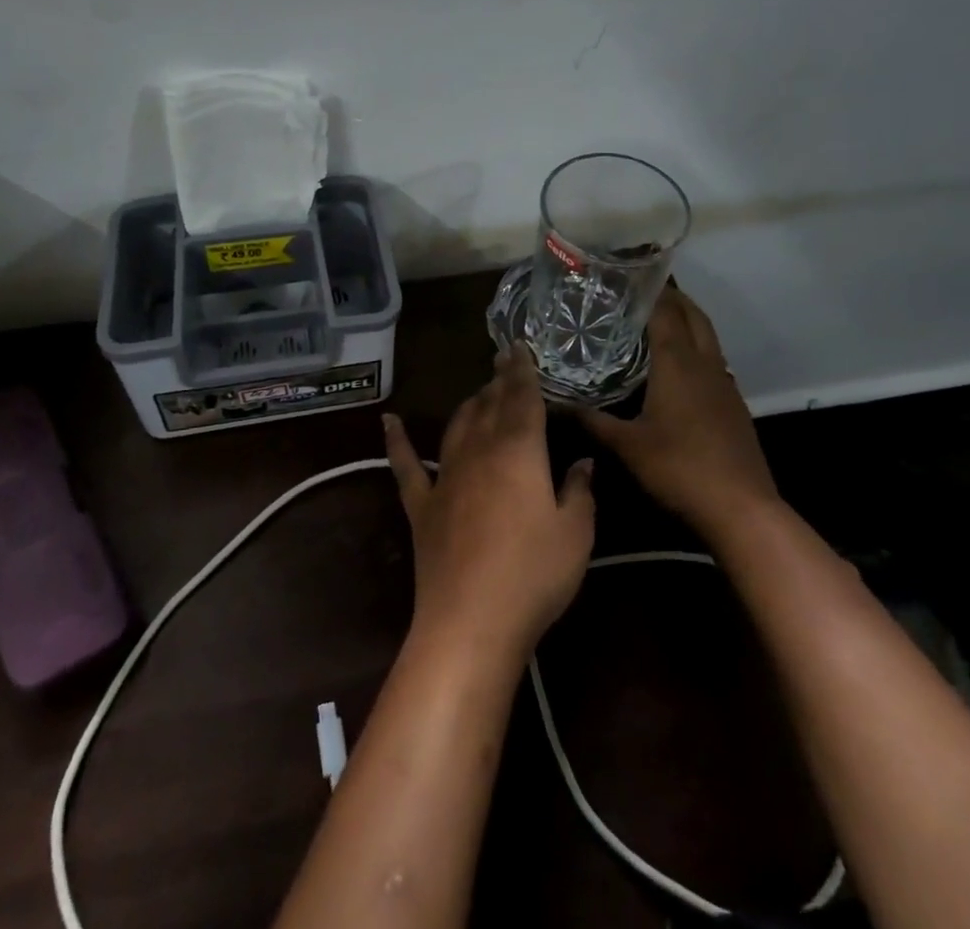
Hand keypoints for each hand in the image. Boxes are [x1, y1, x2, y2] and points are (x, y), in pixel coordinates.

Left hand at [384, 347, 595, 665]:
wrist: (470, 621)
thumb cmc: (533, 575)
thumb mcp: (575, 534)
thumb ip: (579, 491)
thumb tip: (581, 462)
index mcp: (519, 451)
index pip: (523, 398)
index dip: (522, 371)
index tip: (518, 348)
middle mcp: (479, 451)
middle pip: (489, 406)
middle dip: (498, 383)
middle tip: (503, 364)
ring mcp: (445, 477)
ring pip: (456, 426)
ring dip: (468, 405)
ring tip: (478, 393)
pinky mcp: (421, 505)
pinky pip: (406, 465)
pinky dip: (397, 440)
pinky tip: (389, 421)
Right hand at [579, 287, 777, 544]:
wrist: (742, 509)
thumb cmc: (679, 468)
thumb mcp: (626, 446)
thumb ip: (590, 421)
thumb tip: (552, 403)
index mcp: (678, 363)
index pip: (666, 312)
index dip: (649, 290)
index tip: (628, 276)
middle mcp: (705, 364)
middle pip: (693, 316)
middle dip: (673, 297)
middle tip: (643, 289)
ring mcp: (725, 384)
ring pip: (708, 337)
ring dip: (688, 320)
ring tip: (660, 318)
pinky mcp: (734, 405)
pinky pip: (714, 360)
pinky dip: (697, 348)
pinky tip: (680, 366)